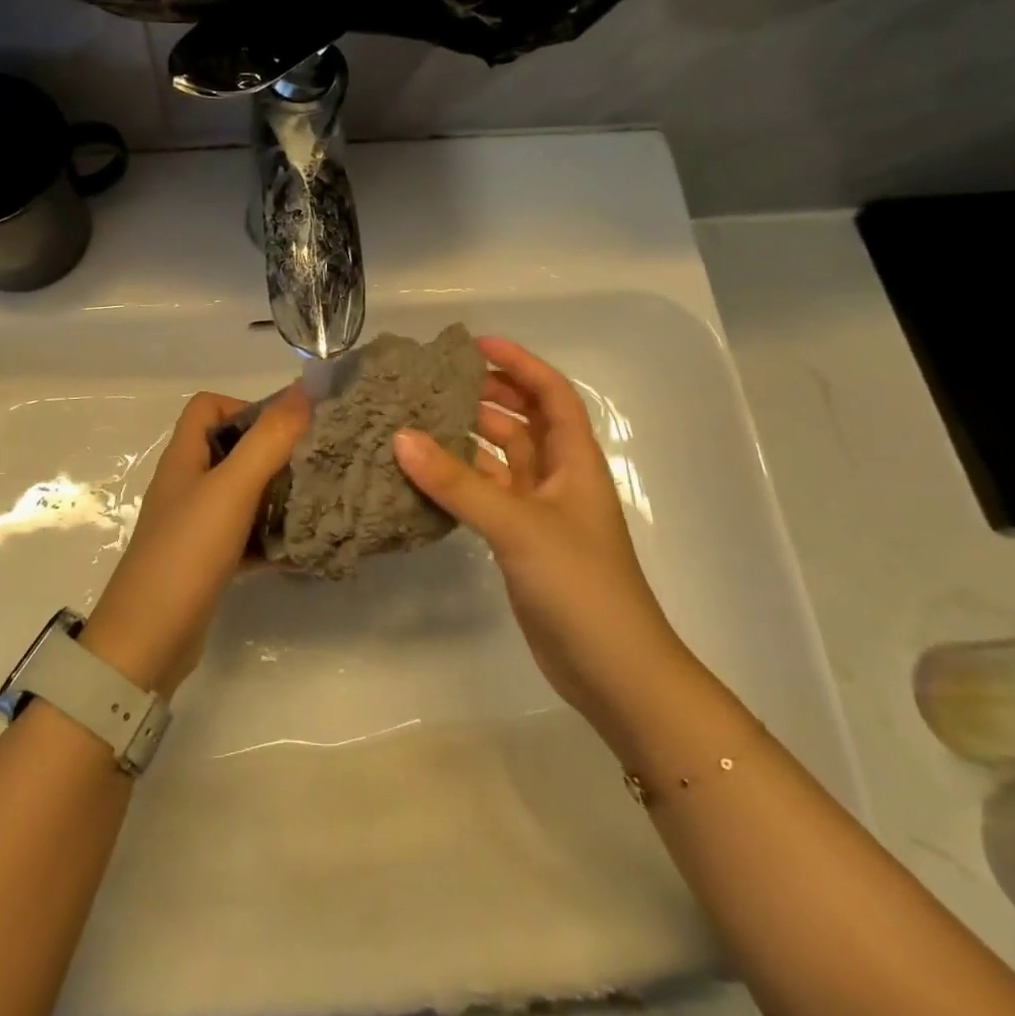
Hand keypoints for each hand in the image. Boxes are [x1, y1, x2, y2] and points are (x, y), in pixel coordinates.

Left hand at [80, 387, 309, 696]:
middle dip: (274, 452)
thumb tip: (305, 388)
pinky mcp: (206, 561)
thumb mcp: (231, 489)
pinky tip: (302, 548)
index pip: (209, 407)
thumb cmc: (187, 552)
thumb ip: (268, 439)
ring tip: (318, 502)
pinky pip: (246, 536)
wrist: (148, 641)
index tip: (285, 431)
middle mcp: (187, 484)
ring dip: (277, 494)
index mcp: (184, 458)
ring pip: (242, 494)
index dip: (246, 407)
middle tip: (316, 464)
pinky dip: (271, 536)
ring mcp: (195, 525)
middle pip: (232, 449)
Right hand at [392, 336, 691, 731]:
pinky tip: (424, 475)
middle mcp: (558, 478)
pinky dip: (459, 481)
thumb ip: (458, 483)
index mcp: (575, 460)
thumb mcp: (519, 525)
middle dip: (488, 396)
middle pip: (524, 421)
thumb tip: (402, 437)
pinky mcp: (521, 542)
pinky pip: (485, 495)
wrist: (612, 670)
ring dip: (467, 439)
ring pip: (500, 459)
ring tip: (418, 420)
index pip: (551, 394)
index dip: (520, 363)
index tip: (476, 345)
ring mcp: (539, 512)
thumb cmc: (580, 584)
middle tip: (437, 382)